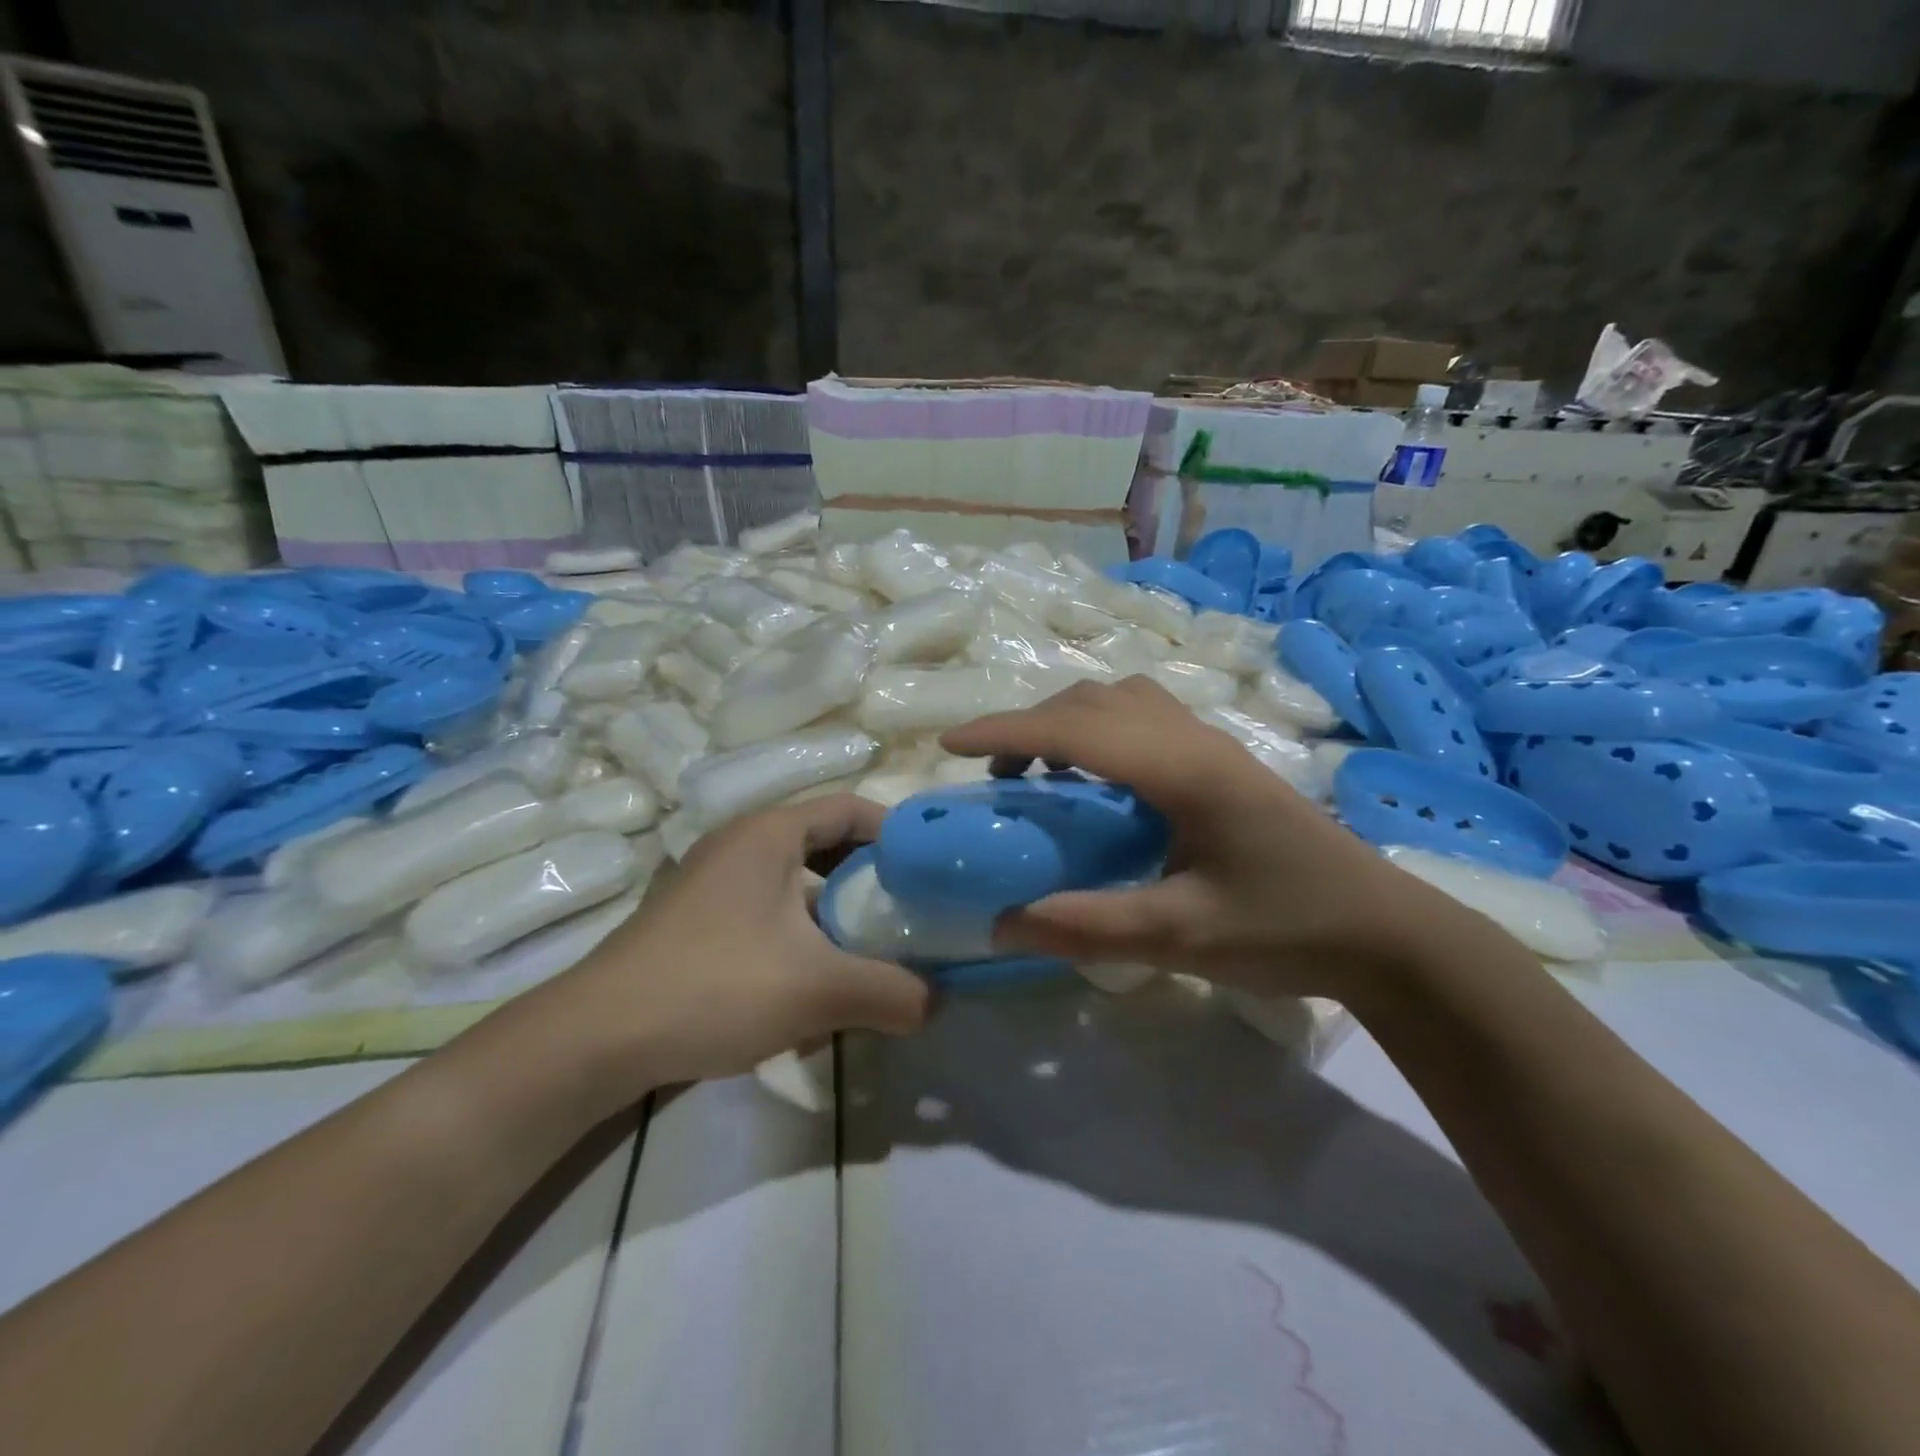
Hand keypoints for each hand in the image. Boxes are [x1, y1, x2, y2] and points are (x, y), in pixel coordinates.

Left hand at [556, 794, 928, 1095]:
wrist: (595, 1039)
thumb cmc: (715, 985)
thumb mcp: (818, 989)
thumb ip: (891, 991)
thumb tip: (937, 1003)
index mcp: (770, 833)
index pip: (852, 808)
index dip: (898, 833)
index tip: (932, 871)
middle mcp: (741, 845)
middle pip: (827, 846)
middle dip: (872, 881)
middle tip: (909, 915)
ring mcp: (714, 883)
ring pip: (798, 886)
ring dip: (837, 916)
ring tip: (871, 955)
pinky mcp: (698, 922)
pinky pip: (769, 915)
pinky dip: (802, 939)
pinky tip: (814, 989)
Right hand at [941, 676, 1431, 1001]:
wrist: (1383, 931)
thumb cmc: (1285, 927)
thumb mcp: (1179, 935)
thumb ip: (1086, 926)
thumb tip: (1000, 922)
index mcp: (1182, 769)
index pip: (1074, 729)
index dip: (1005, 730)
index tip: (950, 743)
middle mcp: (1193, 739)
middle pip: (1093, 700)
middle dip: (1029, 724)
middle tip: (991, 772)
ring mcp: (1212, 745)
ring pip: (1121, 700)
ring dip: (1067, 721)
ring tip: (1040, 771)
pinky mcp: (1222, 761)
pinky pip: (1143, 719)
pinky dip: (1099, 731)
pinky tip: (1097, 782)